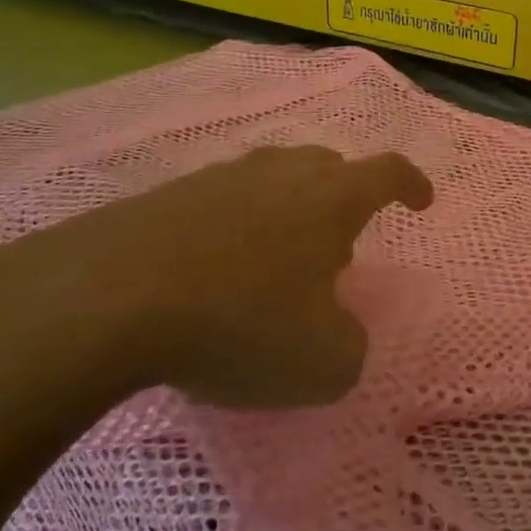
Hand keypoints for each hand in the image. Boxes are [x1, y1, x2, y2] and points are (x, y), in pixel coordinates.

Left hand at [0, 146, 433, 411]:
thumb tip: (338, 332)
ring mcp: (219, 178)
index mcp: (331, 198)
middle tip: (339, 246)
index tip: (422, 201)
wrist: (108, 299)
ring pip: (272, 180)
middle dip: (344, 199)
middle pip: (327, 167)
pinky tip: (217, 271)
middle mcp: (280, 173)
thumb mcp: (324, 363)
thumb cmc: (240, 323)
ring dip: (287, 213)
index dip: (412, 184)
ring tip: (278, 262)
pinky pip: (221, 203)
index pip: (388, 172)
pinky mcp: (165, 196)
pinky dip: (235, 229)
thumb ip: (350, 347)